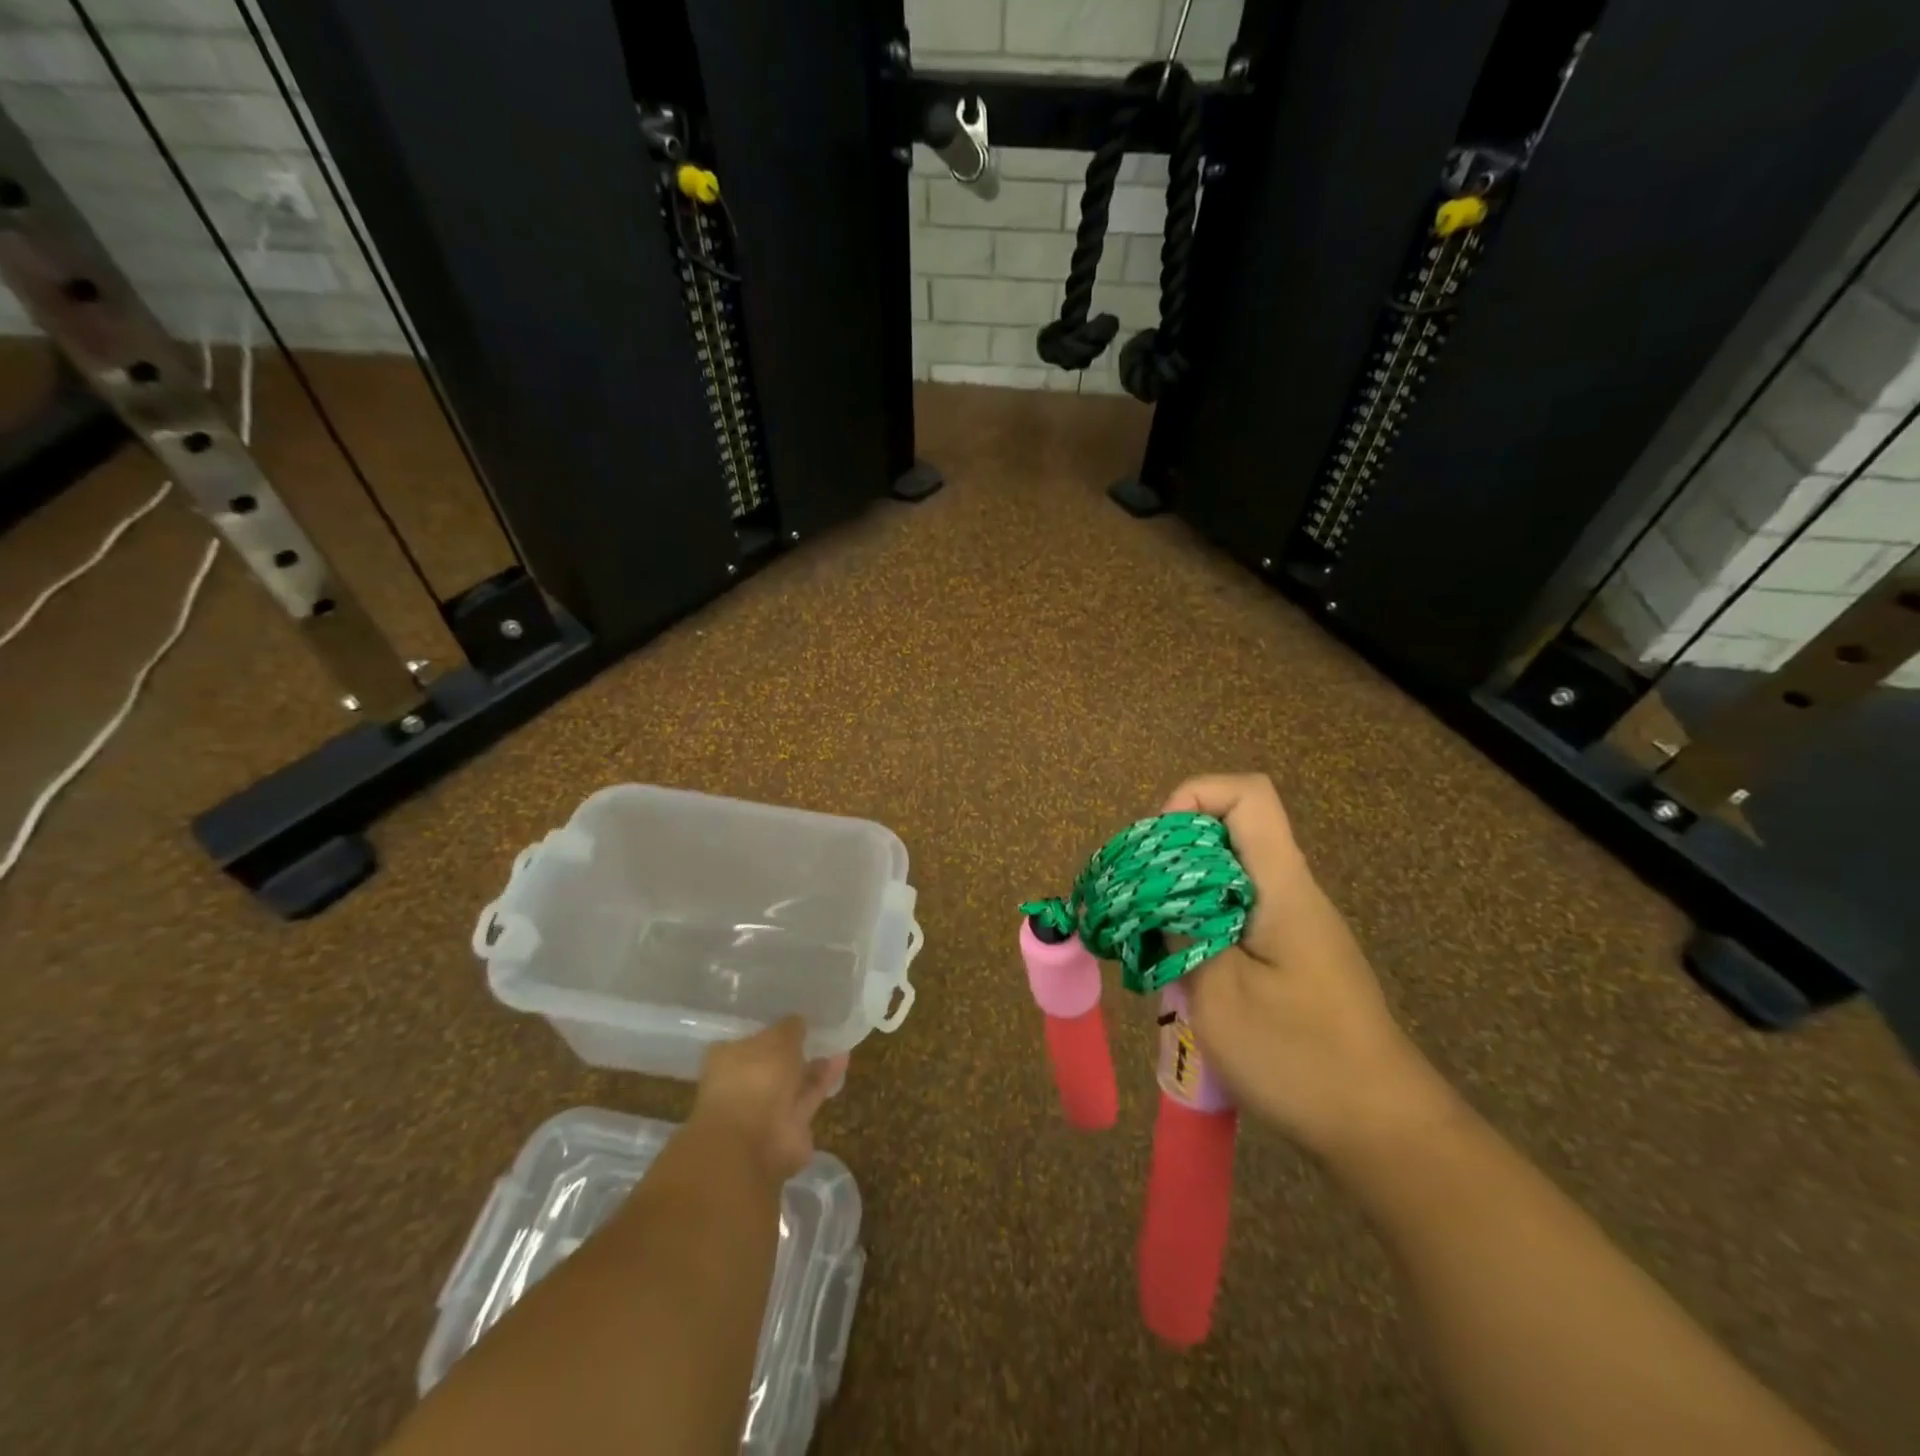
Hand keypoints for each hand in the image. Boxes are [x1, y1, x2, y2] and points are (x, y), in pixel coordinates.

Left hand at [692, 1018, 847, 1183]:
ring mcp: (765, 1110)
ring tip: (837, 1044)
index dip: (769, 1033)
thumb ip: (790, 1028)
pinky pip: (808, 1097)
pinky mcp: (789, 1128)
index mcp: (727, 1060)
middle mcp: (742, 1085)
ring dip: (813, 1066)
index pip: (747, 1042)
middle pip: (771, 1065)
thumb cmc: (755, 1078)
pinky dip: (824, 1081)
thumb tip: (798, 1022)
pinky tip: (843, 1060)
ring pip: (793, 1083)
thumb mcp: (777, 1038)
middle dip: (793, 1053)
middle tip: (817, 1034)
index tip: (791, 1024)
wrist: (753, 1141)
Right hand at [1164, 774, 1456, 1158]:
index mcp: (1281, 885)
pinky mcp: (1291, 956)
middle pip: (1230, 829)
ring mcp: (1293, 925)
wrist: (1382, 1131)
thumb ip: (1179, 931)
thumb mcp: (1219, 992)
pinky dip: (1199, 924)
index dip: (1193, 798)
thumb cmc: (1299, 1057)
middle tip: (1138, 900)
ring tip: (1149, 937)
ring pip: (1228, 874)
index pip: (1247, 795)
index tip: (1157, 849)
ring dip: (1181, 893)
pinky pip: (1236, 912)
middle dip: (1173, 851)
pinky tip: (1180, 969)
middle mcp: (1291, 891)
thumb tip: (1150, 895)